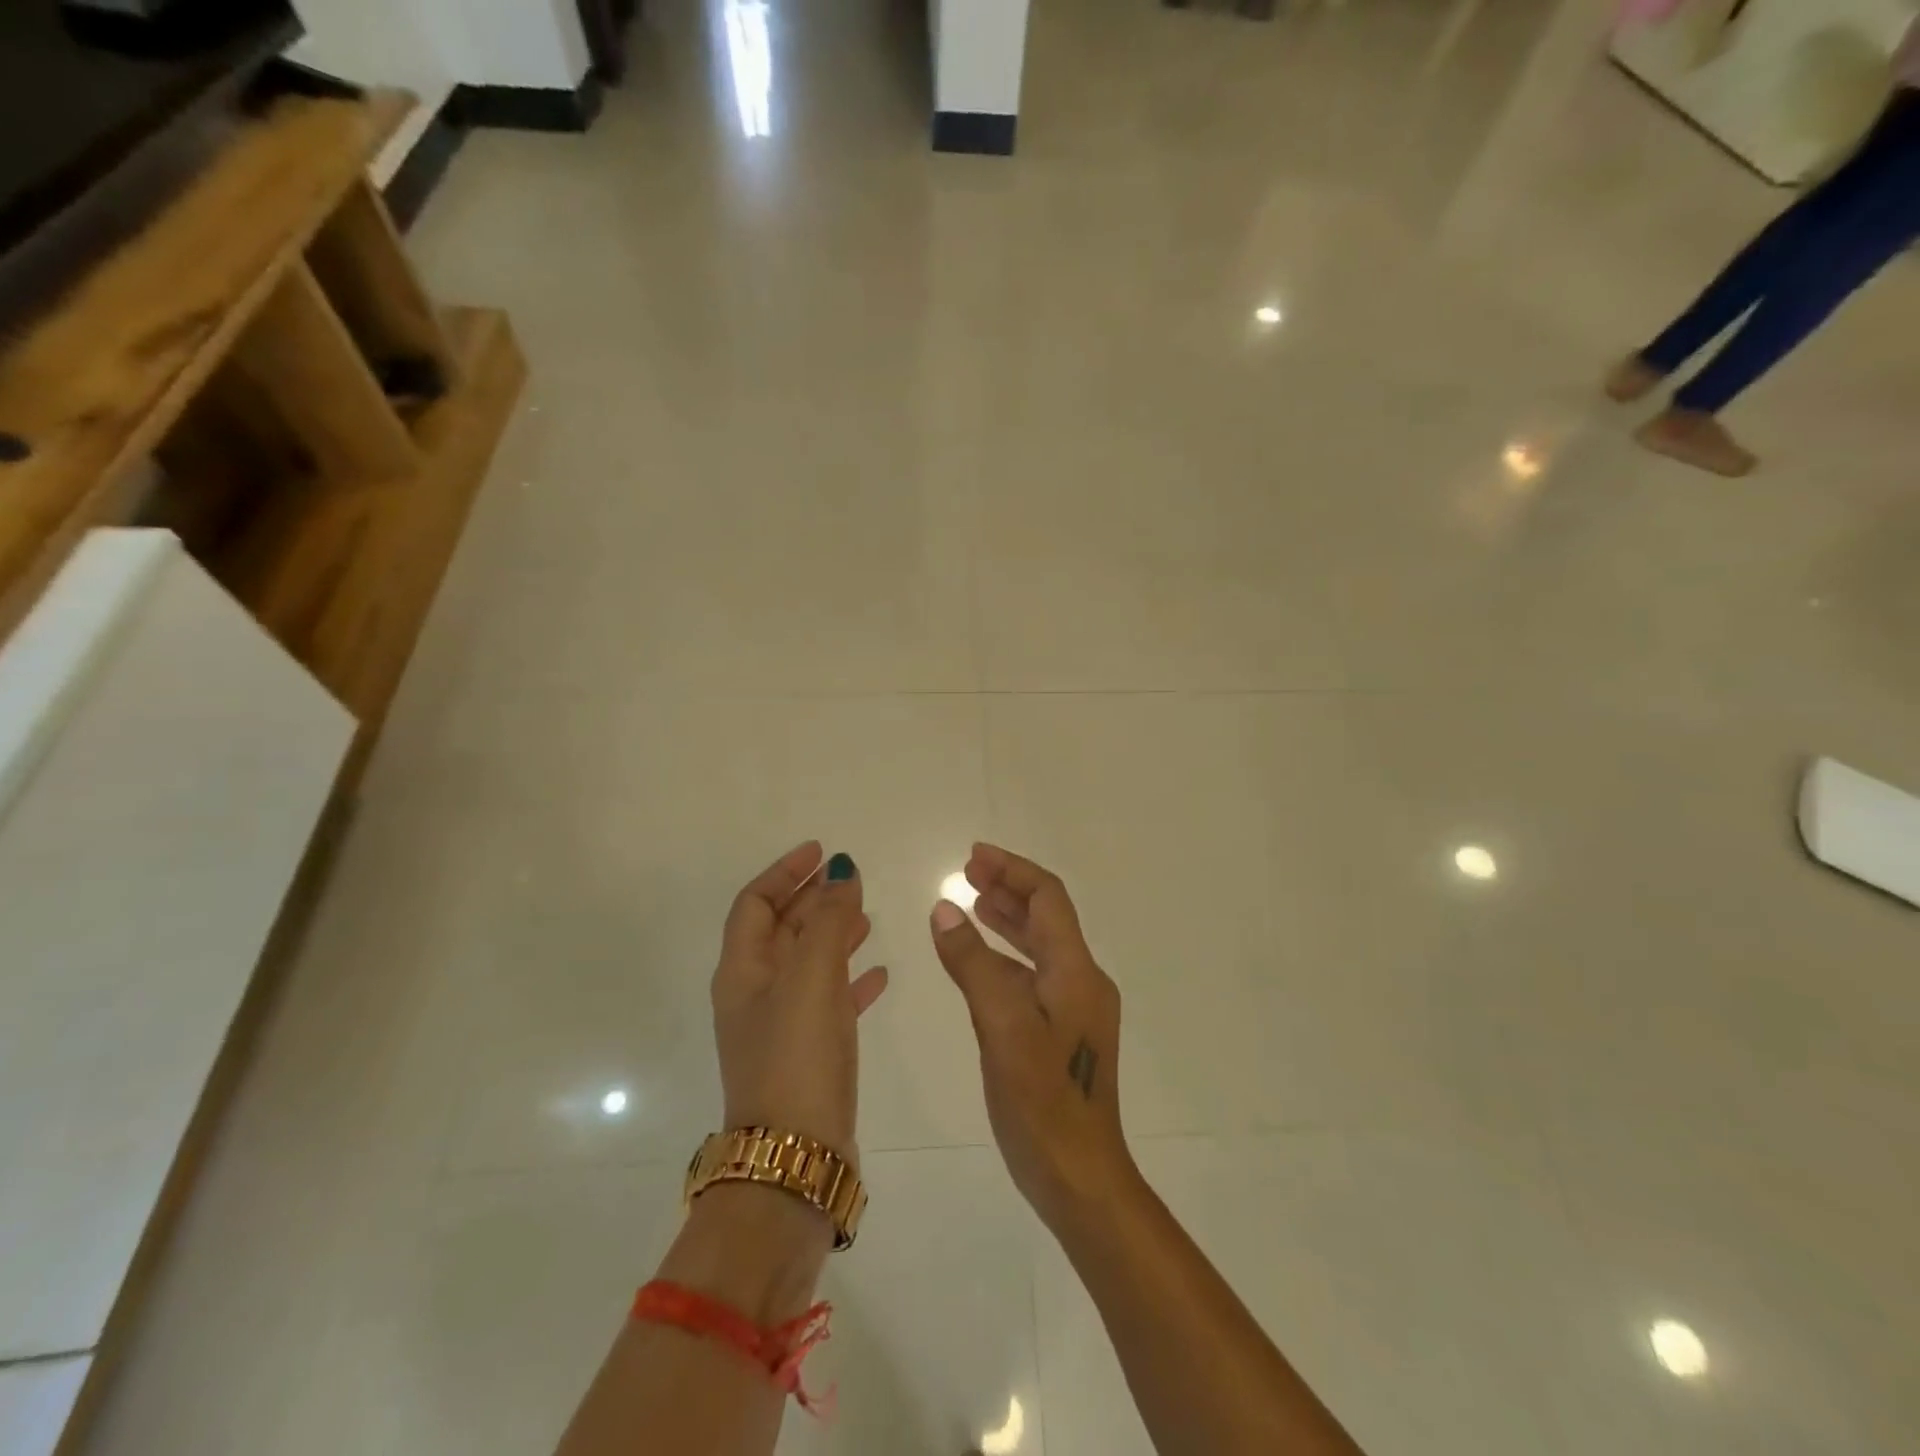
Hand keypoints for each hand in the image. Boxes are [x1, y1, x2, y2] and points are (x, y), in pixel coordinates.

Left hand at [711, 843, 889, 1163]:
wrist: (795, 1156)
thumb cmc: (796, 1055)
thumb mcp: (812, 977)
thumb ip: (828, 920)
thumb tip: (840, 872)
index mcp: (743, 971)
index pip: (756, 904)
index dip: (785, 872)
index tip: (821, 851)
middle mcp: (755, 994)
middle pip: (782, 929)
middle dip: (812, 899)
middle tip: (850, 878)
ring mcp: (781, 1026)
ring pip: (808, 963)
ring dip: (833, 934)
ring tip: (866, 916)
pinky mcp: (808, 1053)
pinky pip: (830, 1000)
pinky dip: (851, 978)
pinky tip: (880, 973)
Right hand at [929, 843, 1132, 1227]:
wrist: (1081, 1179)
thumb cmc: (1042, 1103)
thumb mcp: (1001, 1027)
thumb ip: (973, 964)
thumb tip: (944, 909)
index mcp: (1076, 972)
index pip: (1048, 899)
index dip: (1012, 871)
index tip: (973, 856)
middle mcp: (1081, 982)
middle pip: (1046, 918)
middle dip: (1007, 889)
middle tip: (965, 872)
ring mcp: (1074, 1010)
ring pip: (1038, 947)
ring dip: (1006, 921)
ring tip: (969, 903)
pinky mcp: (1062, 1034)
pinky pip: (1032, 978)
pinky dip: (1004, 959)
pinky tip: (978, 963)